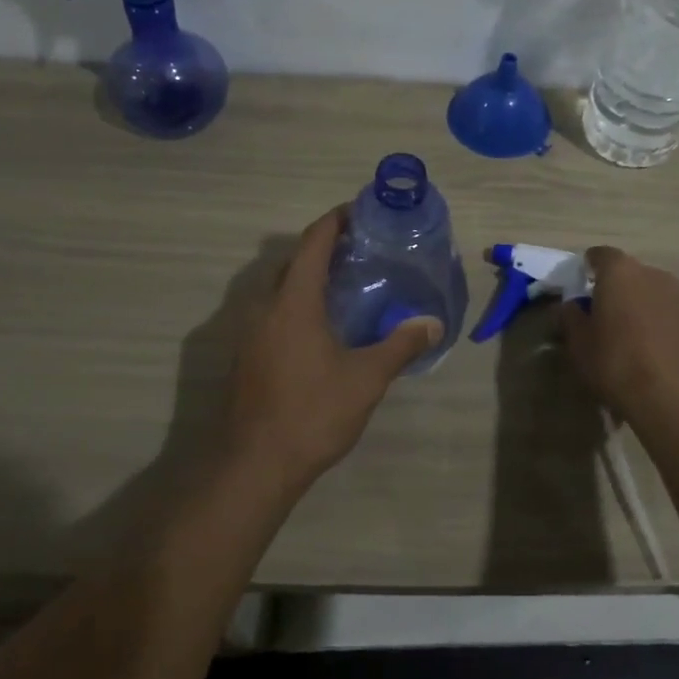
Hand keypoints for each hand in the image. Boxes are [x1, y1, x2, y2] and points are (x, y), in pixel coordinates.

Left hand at [224, 207, 443, 489]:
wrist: (253, 466)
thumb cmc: (312, 412)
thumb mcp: (366, 378)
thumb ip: (400, 345)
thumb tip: (433, 323)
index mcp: (294, 302)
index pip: (313, 243)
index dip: (335, 221)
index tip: (360, 212)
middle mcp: (265, 308)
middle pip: (292, 262)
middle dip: (323, 248)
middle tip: (360, 250)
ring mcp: (249, 334)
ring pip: (279, 289)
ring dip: (307, 277)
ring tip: (345, 286)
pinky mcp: (245, 357)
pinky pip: (272, 313)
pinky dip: (295, 304)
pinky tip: (321, 328)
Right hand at [559, 247, 678, 425]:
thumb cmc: (618, 365)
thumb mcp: (580, 346)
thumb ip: (571, 319)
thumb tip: (571, 306)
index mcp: (621, 273)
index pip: (600, 255)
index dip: (589, 268)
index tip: (582, 284)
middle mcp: (655, 276)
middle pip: (631, 275)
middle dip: (619, 291)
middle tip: (607, 319)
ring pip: (657, 296)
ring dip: (644, 310)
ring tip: (635, 342)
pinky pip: (677, 319)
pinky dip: (667, 330)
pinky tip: (661, 359)